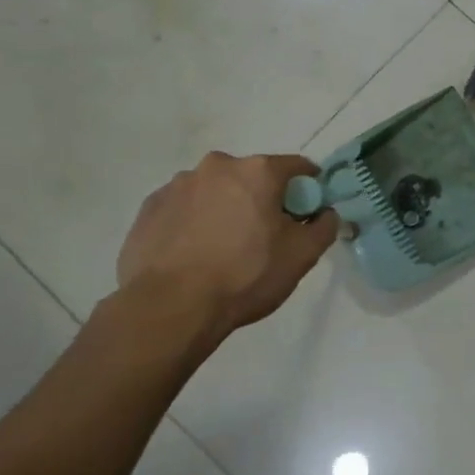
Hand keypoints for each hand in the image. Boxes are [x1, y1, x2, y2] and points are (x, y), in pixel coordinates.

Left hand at [116, 153, 338, 339]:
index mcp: (257, 171)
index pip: (297, 167)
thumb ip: (324, 226)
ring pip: (215, 191)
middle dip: (262, 199)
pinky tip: (194, 253)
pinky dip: (194, 222)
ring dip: (225, 209)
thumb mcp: (302, 256)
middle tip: (264, 236)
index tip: (307, 213)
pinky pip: (184, 208)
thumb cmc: (246, 276)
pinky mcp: (150, 208)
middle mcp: (217, 166)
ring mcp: (177, 185)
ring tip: (223, 249)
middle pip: (252, 177)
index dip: (308, 188)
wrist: (171, 307)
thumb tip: (325, 213)